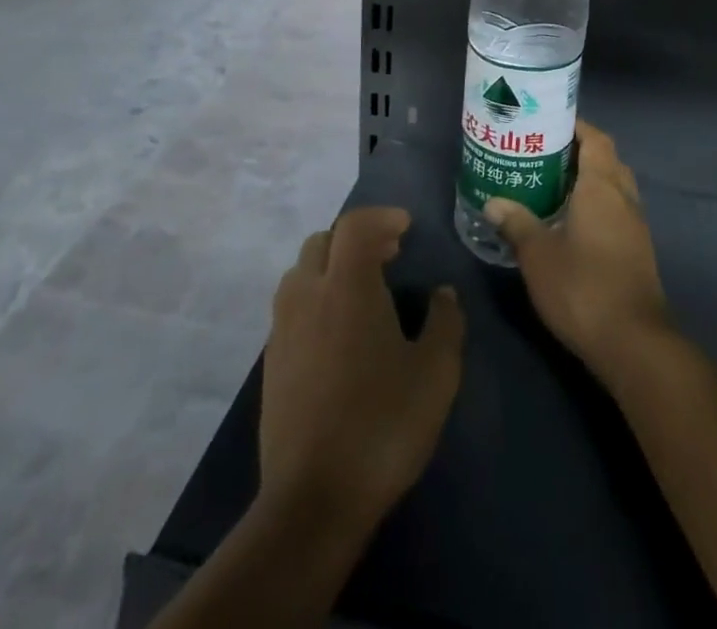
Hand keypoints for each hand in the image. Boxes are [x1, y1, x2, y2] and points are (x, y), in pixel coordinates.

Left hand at [259, 206, 465, 535]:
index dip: (382, 217)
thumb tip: (442, 293)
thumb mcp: (435, 373)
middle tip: (388, 255)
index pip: (356, 224)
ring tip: (363, 290)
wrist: (312, 500)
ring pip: (301, 272)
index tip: (406, 228)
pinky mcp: (270, 362)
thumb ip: (445, 322)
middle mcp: (308, 294)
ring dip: (331, 266)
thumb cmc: (382, 425)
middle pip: (323, 241)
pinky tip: (339, 332)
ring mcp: (282, 329)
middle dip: (356, 238)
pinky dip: (316, 298)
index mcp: (347, 285)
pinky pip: (292, 306)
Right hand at [484, 121, 669, 389]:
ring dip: (589, 180)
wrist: (633, 342)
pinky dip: (596, 205)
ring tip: (551, 185)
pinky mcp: (638, 250)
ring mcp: (636, 225)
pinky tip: (570, 223)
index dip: (575, 126)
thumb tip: (493, 202)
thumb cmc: (582, 287)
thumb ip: (516, 224)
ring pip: (614, 186)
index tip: (547, 123)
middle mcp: (624, 197)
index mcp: (602, 185)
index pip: (595, 138)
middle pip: (606, 159)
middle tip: (542, 154)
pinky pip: (617, 210)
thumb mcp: (538, 255)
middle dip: (578, 151)